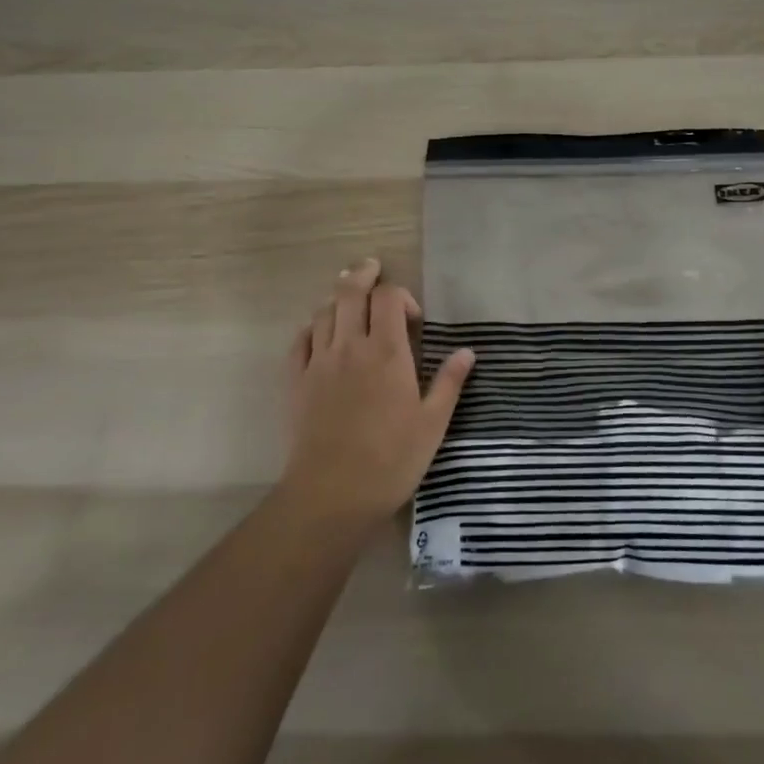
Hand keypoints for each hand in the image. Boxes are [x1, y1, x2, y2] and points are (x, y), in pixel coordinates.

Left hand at [278, 258, 474, 528]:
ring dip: (338, 299)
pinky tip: (320, 334)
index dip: (401, 295)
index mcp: (387, 352)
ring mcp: (319, 361)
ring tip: (349, 300)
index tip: (412, 319)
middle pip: (350, 291)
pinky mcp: (296, 380)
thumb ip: (449, 383)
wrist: (332, 494)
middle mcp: (351, 346)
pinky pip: (300, 340)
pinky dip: (312, 328)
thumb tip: (467, 352)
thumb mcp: (432, 424)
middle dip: (362, 274)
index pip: (389, 297)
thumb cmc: (391, 460)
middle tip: (372, 269)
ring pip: (324, 311)